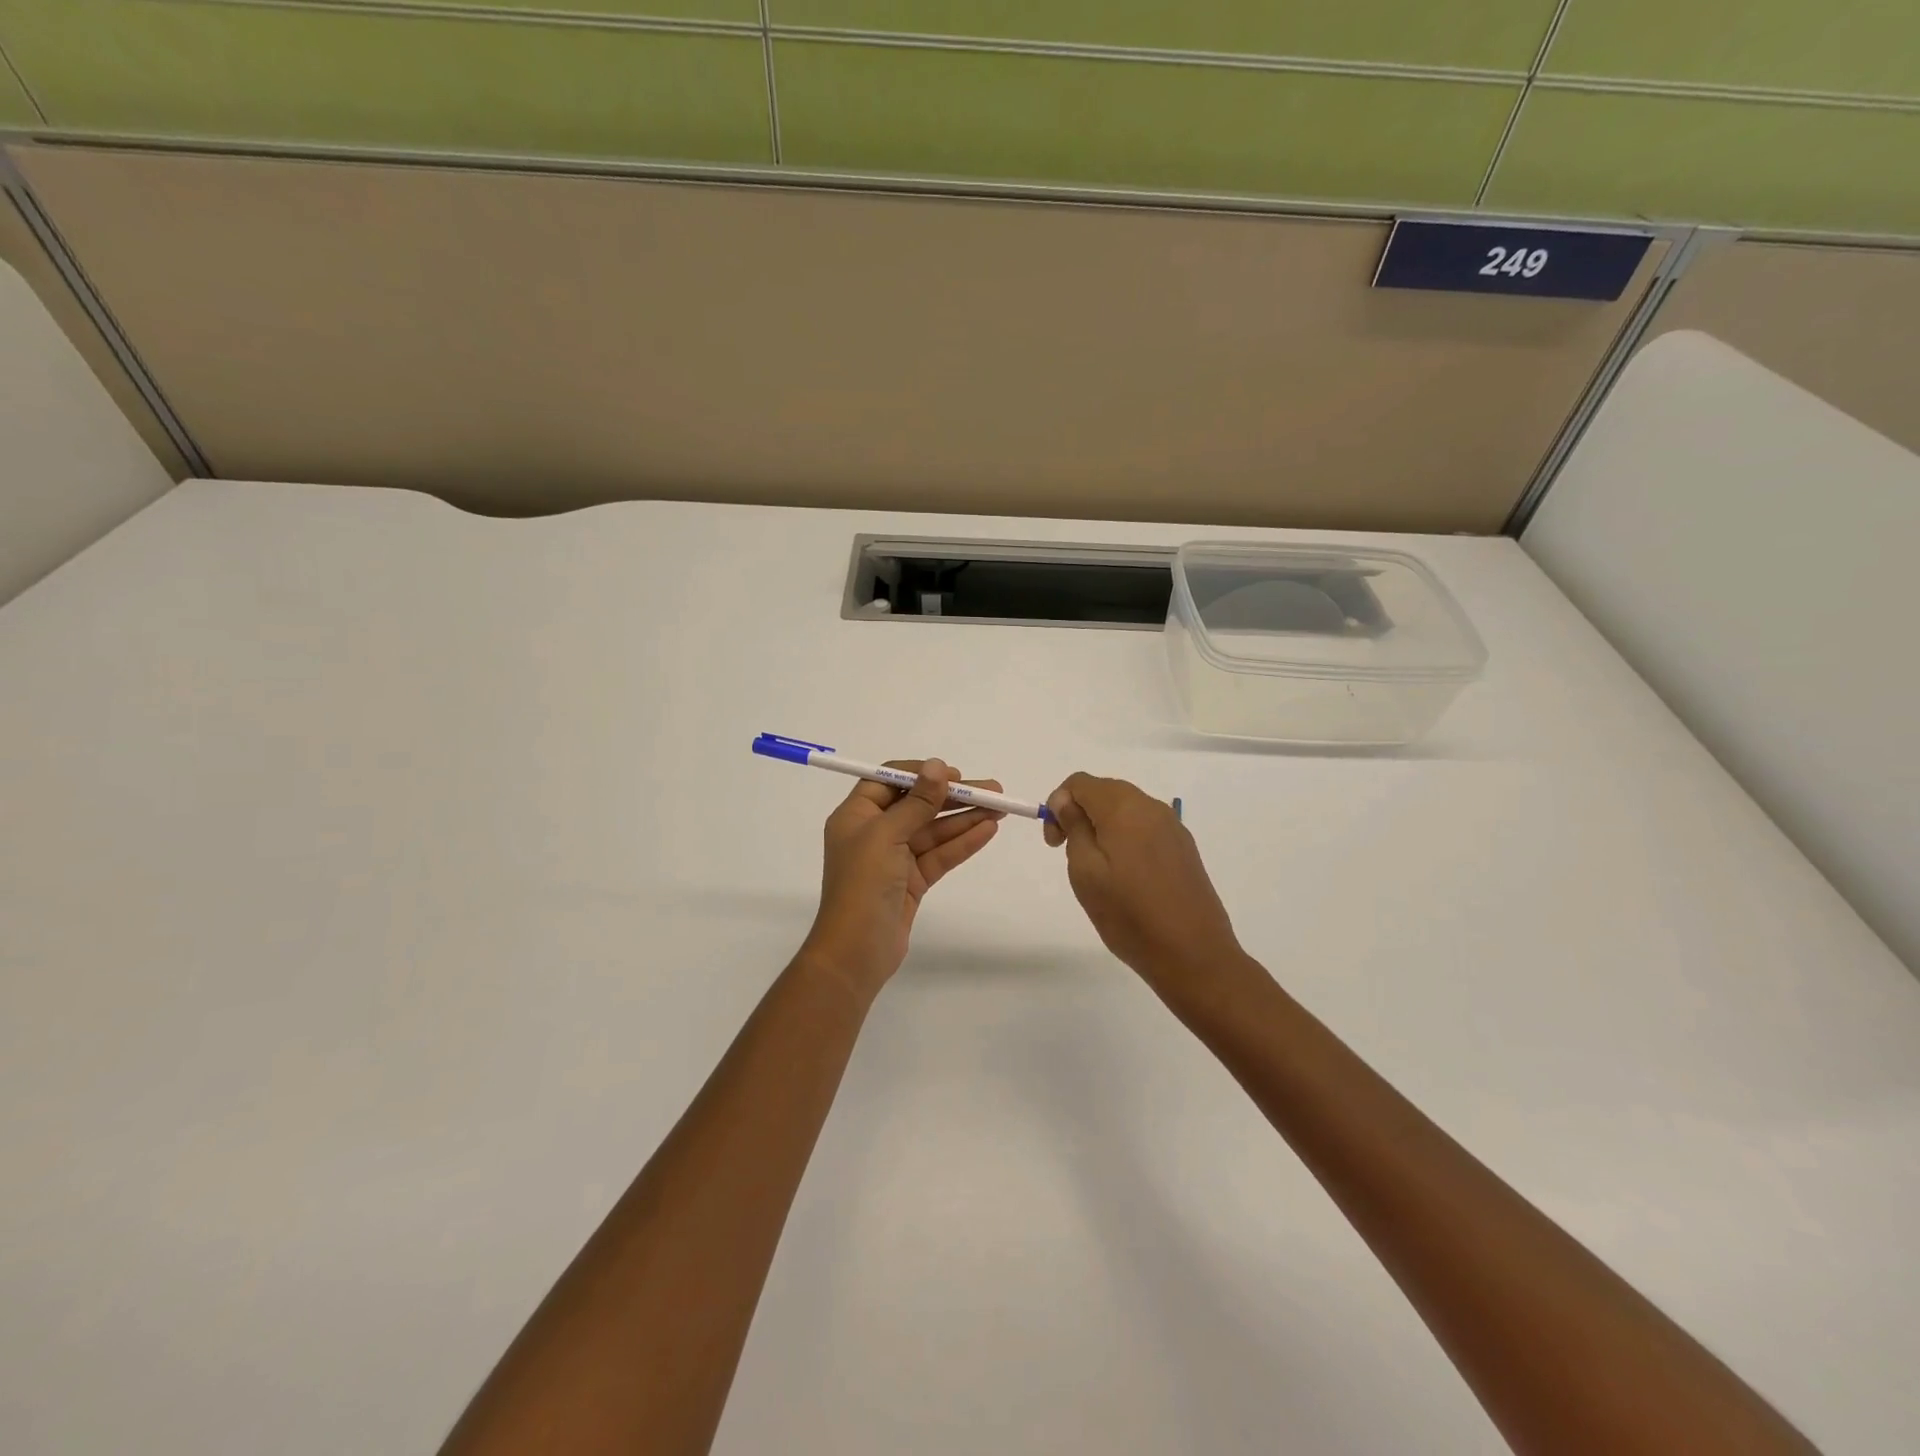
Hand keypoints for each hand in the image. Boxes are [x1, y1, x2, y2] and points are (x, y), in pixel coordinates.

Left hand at [800, 759, 1003, 1001]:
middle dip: (953, 797)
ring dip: (964, 819)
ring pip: (933, 831)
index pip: (889, 781)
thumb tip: (936, 765)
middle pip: (917, 805)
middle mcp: (874, 833)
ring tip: (1000, 808)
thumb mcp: (887, 835)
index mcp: (856, 816)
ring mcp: (894, 859)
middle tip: (992, 790)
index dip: (921, 774)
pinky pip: (939, 855)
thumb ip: (916, 801)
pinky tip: (988, 831)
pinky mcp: (912, 882)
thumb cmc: (863, 884)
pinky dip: (962, 843)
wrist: (856, 952)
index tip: (953, 774)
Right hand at [1043, 773, 1247, 1005]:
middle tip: (1069, 855)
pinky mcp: (1184, 847)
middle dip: (1080, 814)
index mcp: (1124, 807)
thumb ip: (1074, 826)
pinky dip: (1126, 839)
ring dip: (1103, 827)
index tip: (1055, 843)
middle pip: (1104, 792)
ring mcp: (1173, 827)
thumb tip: (1066, 801)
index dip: (1058, 804)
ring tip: (1099, 871)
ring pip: (1126, 810)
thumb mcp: (1085, 871)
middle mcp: (1152, 807)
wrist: (1193, 955)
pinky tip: (1127, 878)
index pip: (1080, 782)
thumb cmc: (1129, 915)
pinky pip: (1146, 828)